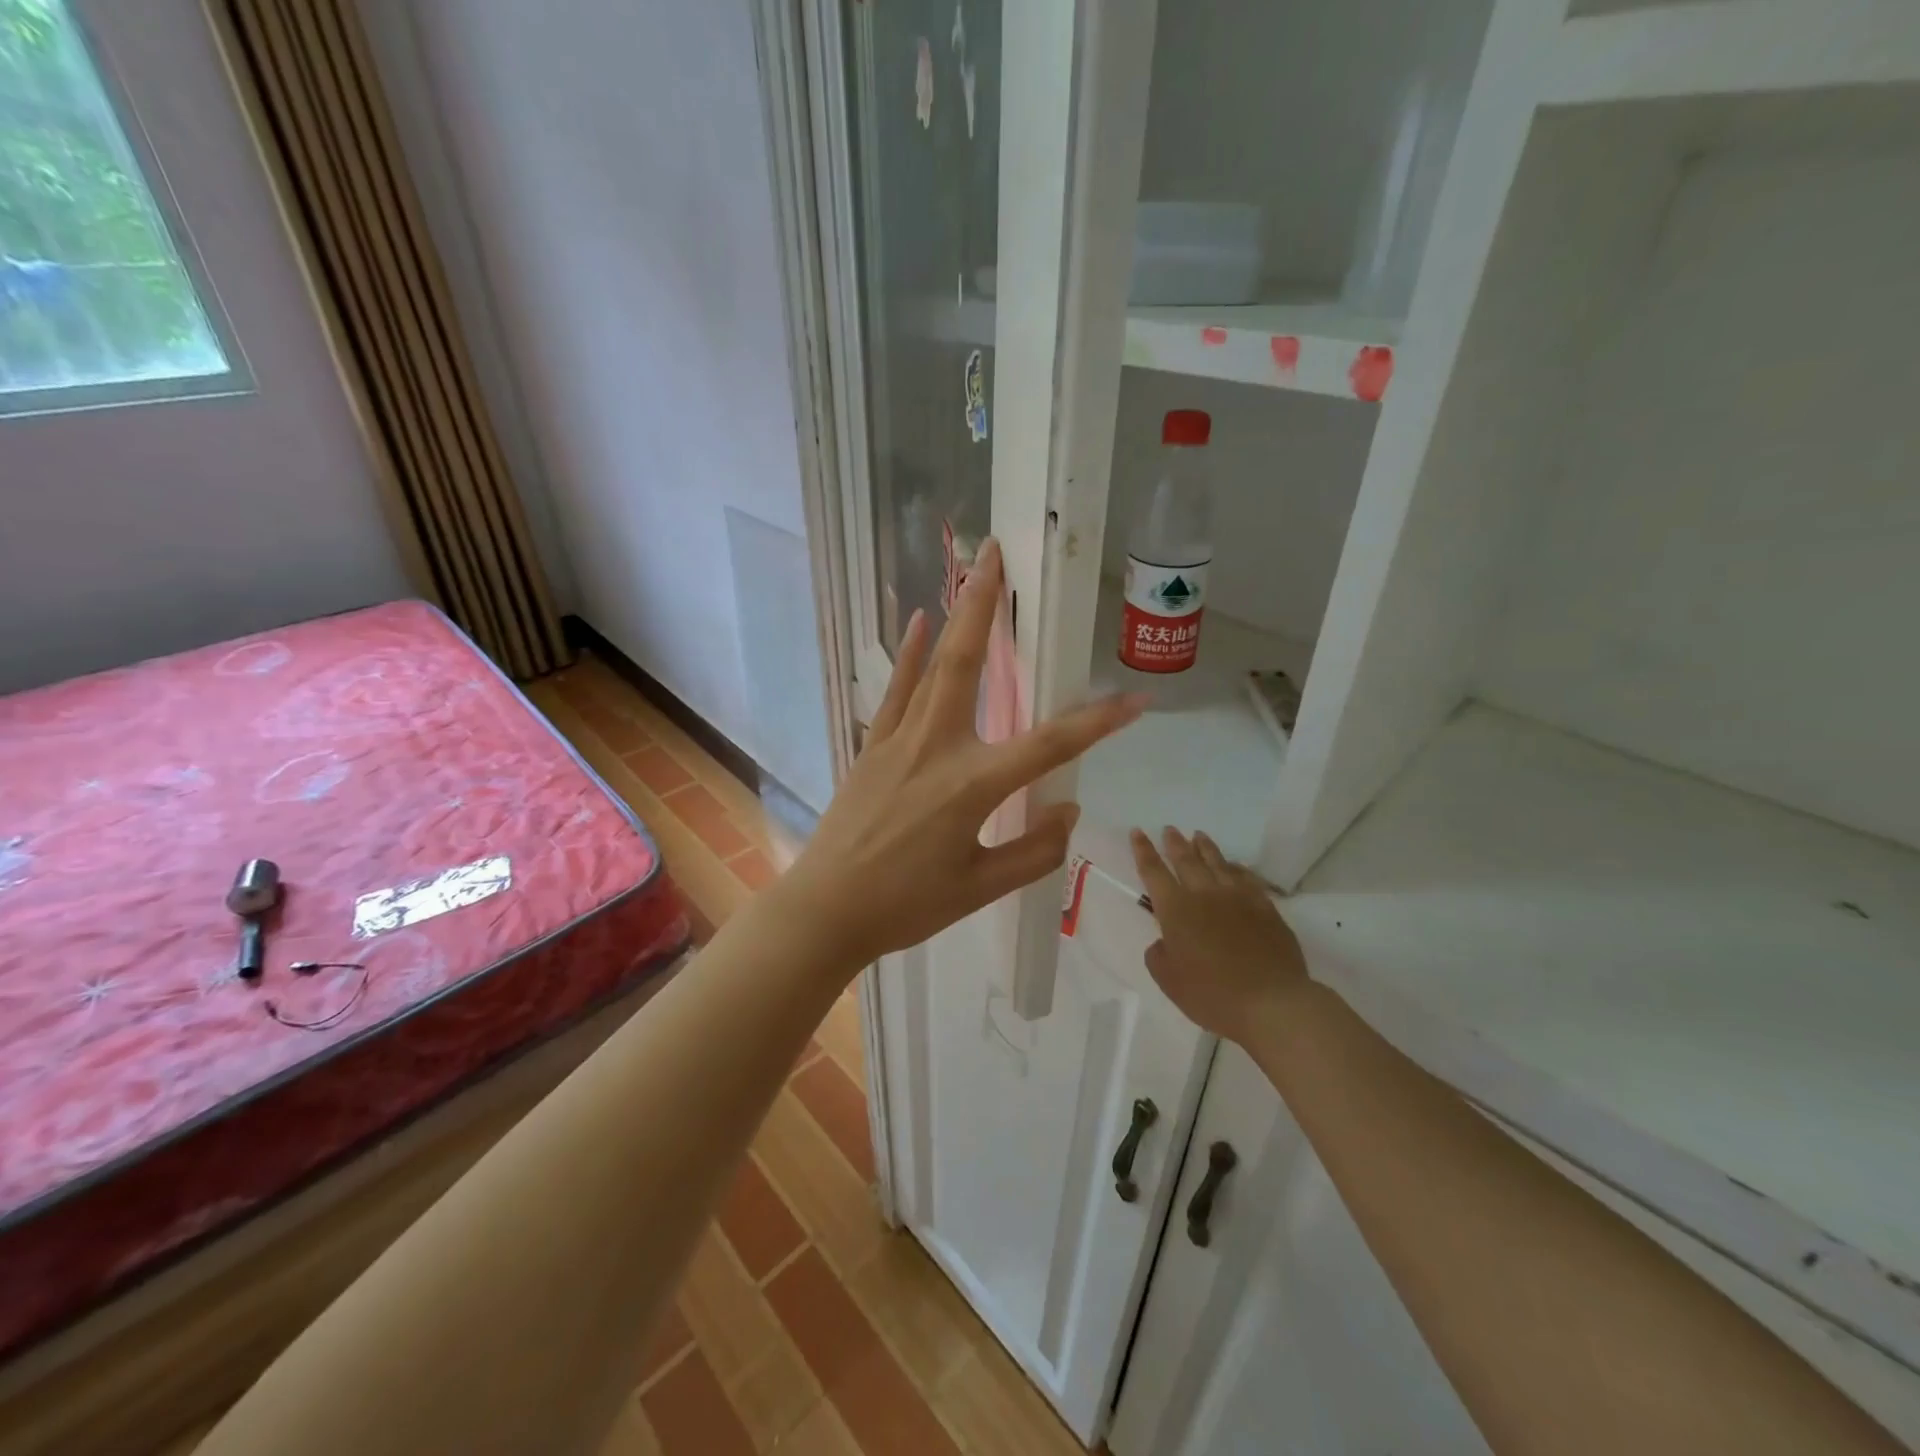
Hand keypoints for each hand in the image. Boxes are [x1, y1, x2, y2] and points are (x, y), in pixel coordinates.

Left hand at [786, 539, 1148, 968]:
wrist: (827, 909)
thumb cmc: (907, 906)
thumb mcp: (980, 889)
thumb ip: (1033, 851)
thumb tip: (1068, 810)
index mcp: (972, 785)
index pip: (1050, 744)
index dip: (1098, 722)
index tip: (1137, 699)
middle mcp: (938, 747)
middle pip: (969, 663)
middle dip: (987, 605)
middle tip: (997, 551)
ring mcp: (900, 741)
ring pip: (934, 665)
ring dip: (954, 614)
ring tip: (970, 568)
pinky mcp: (874, 746)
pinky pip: (897, 690)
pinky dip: (911, 654)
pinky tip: (920, 622)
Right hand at [1130, 827, 1308, 1044]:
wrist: (1272, 1003)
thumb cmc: (1212, 995)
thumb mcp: (1169, 981)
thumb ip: (1159, 955)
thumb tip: (1164, 942)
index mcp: (1175, 910)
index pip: (1153, 871)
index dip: (1143, 850)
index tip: (1138, 832)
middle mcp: (1204, 894)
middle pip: (1186, 860)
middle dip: (1174, 843)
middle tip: (1169, 829)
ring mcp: (1238, 898)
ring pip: (1217, 863)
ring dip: (1205, 847)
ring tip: (1198, 835)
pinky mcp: (1265, 907)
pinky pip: (1247, 878)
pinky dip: (1236, 868)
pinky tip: (1234, 866)